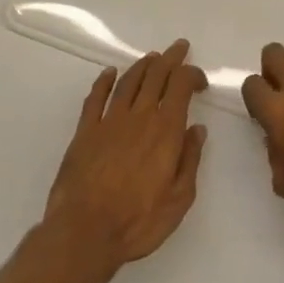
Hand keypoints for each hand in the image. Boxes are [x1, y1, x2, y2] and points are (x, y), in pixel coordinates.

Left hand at [43, 40, 207, 276]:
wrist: (84, 234)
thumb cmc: (138, 222)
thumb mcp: (179, 198)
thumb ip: (190, 159)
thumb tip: (197, 129)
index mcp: (165, 130)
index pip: (181, 85)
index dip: (192, 75)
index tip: (200, 81)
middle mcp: (139, 116)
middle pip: (156, 75)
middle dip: (171, 58)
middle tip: (179, 48)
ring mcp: (109, 122)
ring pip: (128, 81)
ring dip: (142, 65)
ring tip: (152, 57)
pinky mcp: (85, 132)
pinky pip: (95, 98)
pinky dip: (104, 81)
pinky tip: (109, 73)